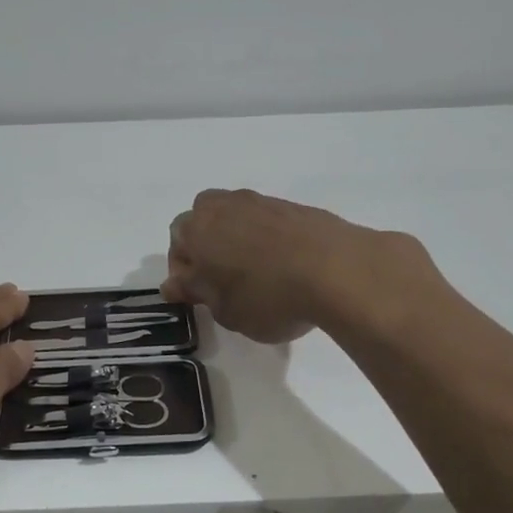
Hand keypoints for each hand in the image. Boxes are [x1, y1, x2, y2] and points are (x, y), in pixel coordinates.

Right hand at [163, 189, 433, 343]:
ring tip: (256, 273)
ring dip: (237, 239)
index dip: (183, 271)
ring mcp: (262, 203)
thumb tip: (175, 284)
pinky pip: (267, 222)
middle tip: (221, 278)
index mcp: (198, 229)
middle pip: (204, 218)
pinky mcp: (294, 207)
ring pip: (236, 217)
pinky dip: (267, 239)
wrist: (337, 269)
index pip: (176, 243)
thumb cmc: (267, 296)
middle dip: (206, 244)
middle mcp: (225, 206)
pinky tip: (284, 266)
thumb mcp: (224, 310)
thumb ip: (196, 293)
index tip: (198, 294)